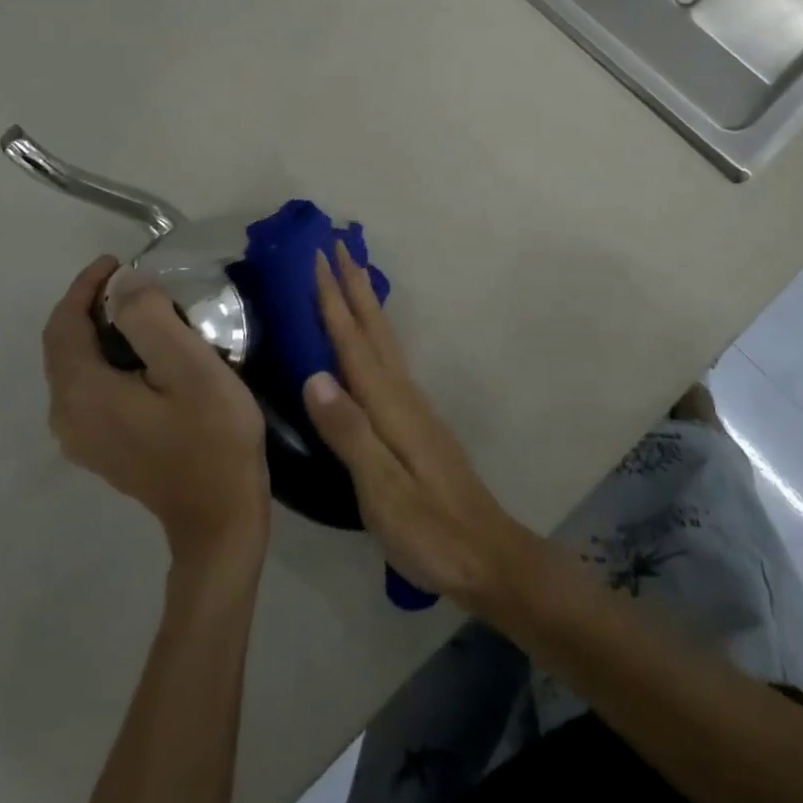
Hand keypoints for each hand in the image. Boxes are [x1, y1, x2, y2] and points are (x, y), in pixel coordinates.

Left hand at [43, 255, 269, 571]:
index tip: (119, 261)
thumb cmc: (211, 435)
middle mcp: (67, 417)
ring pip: (77, 368)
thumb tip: (127, 287)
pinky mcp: (103, 448)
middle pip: (64, 347)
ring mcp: (83, 438)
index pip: (64, 325)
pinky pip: (91, 389)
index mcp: (82, 393)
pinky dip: (108, 359)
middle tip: (134, 281)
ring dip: (101, 332)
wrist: (219, 515)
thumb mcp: (189, 366)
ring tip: (142, 310)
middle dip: (91, 307)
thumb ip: (150, 318)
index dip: (85, 287)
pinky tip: (144, 356)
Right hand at [303, 245, 535, 607]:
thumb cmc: (430, 529)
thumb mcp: (383, 491)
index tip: (319, 259)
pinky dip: (376, 335)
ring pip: (385, 341)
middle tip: (337, 246)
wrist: (488, 556)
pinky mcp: (418, 423)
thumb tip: (314, 376)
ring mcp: (415, 408)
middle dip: (354, 286)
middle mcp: (404, 396)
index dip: (334, 301)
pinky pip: (390, 361)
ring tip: (353, 277)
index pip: (354, 343)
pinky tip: (372, 343)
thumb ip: (350, 434)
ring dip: (367, 304)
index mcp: (391, 407)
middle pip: (375, 330)